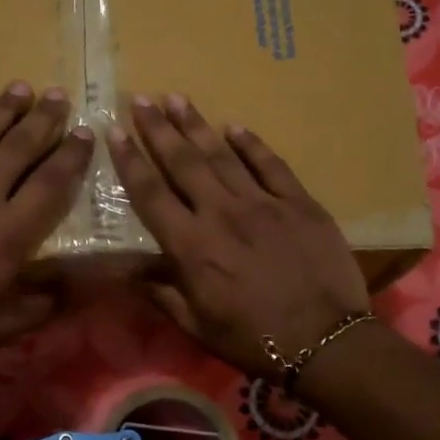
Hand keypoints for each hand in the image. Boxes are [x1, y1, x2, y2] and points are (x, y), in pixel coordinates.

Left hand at [0, 82, 92, 377]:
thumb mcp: (8, 326)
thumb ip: (48, 300)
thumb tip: (82, 279)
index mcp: (8, 235)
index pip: (50, 183)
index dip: (72, 155)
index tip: (86, 132)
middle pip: (17, 149)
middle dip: (43, 119)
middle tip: (58, 95)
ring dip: (0, 111)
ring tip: (19, 87)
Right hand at [107, 93, 368, 379]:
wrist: (325, 341)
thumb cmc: (254, 340)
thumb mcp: (196, 326)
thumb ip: (162, 293)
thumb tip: (129, 269)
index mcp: (192, 247)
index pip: (151, 193)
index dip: (130, 160)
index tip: (114, 132)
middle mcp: (222, 215)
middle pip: (183, 163)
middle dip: (159, 129)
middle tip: (142, 99)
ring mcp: (264, 204)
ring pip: (223, 156)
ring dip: (197, 126)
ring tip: (177, 98)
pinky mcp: (300, 204)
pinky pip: (271, 165)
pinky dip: (252, 144)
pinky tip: (235, 126)